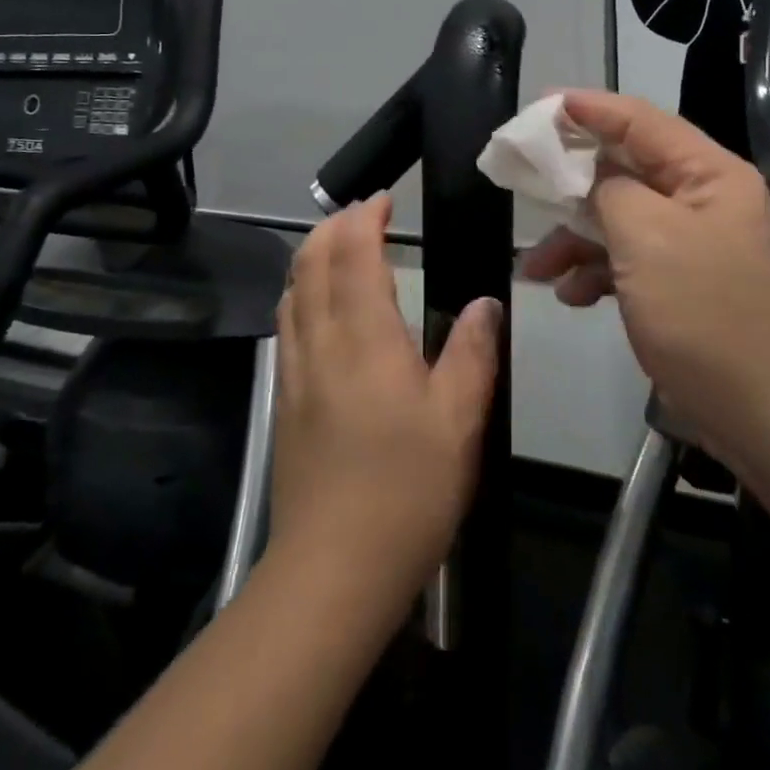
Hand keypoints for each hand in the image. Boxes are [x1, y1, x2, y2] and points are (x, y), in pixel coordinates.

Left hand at [270, 193, 500, 594]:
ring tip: (339, 246)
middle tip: (362, 215)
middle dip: (332, 227)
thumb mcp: (459, 422)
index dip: (363, 219)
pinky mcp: (284, 399)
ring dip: (311, 255)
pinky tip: (318, 306)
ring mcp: (295, 371)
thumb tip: (485, 303)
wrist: (333, 569)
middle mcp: (321, 342)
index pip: (353, 255)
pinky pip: (286, 323)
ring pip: (291, 290)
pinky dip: (300, 291)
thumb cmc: (406, 491)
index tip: (382, 200)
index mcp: (366, 339)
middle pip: (310, 262)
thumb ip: (472, 354)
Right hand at [520, 90, 769, 466]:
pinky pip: (629, 261)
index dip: (589, 109)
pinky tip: (570, 296)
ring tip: (534, 267)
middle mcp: (703, 201)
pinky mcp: (682, 286)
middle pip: (626, 170)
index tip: (538, 107)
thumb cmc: (706, 315)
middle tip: (522, 178)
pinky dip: (596, 272)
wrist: (768, 420)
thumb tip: (591, 177)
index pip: (641, 121)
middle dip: (571, 181)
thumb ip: (610, 190)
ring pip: (620, 220)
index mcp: (709, 175)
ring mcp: (693, 246)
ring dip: (575, 238)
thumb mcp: (648, 239)